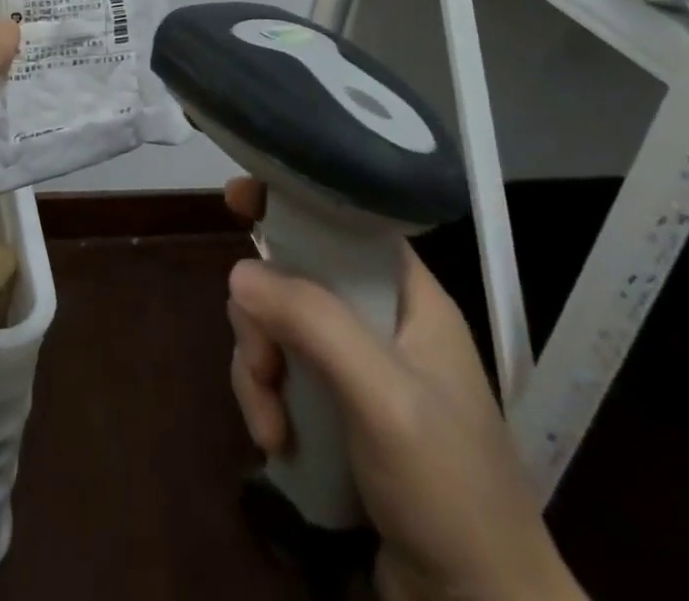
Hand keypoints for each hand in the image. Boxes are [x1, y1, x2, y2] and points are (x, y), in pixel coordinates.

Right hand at [225, 178, 583, 600]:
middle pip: (294, 277)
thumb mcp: (386, 398)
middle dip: (262, 317)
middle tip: (261, 363)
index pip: (345, 222)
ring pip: (276, 327)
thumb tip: (239, 272)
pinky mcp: (332, 410)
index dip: (293, 201)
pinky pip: (277, 375)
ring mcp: (353, 368)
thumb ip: (316, 324)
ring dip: (258, 370)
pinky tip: (277, 445)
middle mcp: (378, 322)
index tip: (239, 198)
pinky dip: (265, 401)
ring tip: (271, 426)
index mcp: (408, 298)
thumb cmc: (450, 490)